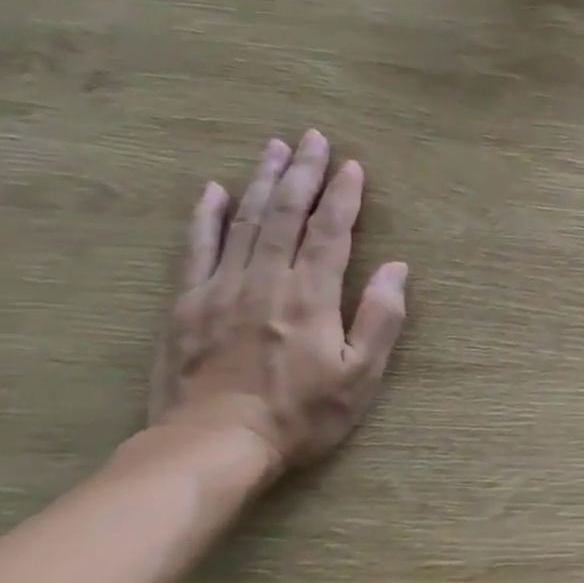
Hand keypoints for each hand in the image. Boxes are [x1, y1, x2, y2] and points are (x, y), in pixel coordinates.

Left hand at [148, 130, 407, 473]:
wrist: (213, 445)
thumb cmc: (299, 415)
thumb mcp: (359, 377)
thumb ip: (379, 319)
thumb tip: (396, 269)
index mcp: (310, 295)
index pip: (330, 232)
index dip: (344, 196)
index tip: (352, 165)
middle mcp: (265, 279)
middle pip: (285, 213)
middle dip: (302, 172)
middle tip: (312, 137)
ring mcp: (220, 287)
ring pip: (244, 221)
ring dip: (261, 180)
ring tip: (273, 147)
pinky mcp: (186, 303)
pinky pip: (196, 248)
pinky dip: (205, 216)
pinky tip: (212, 191)